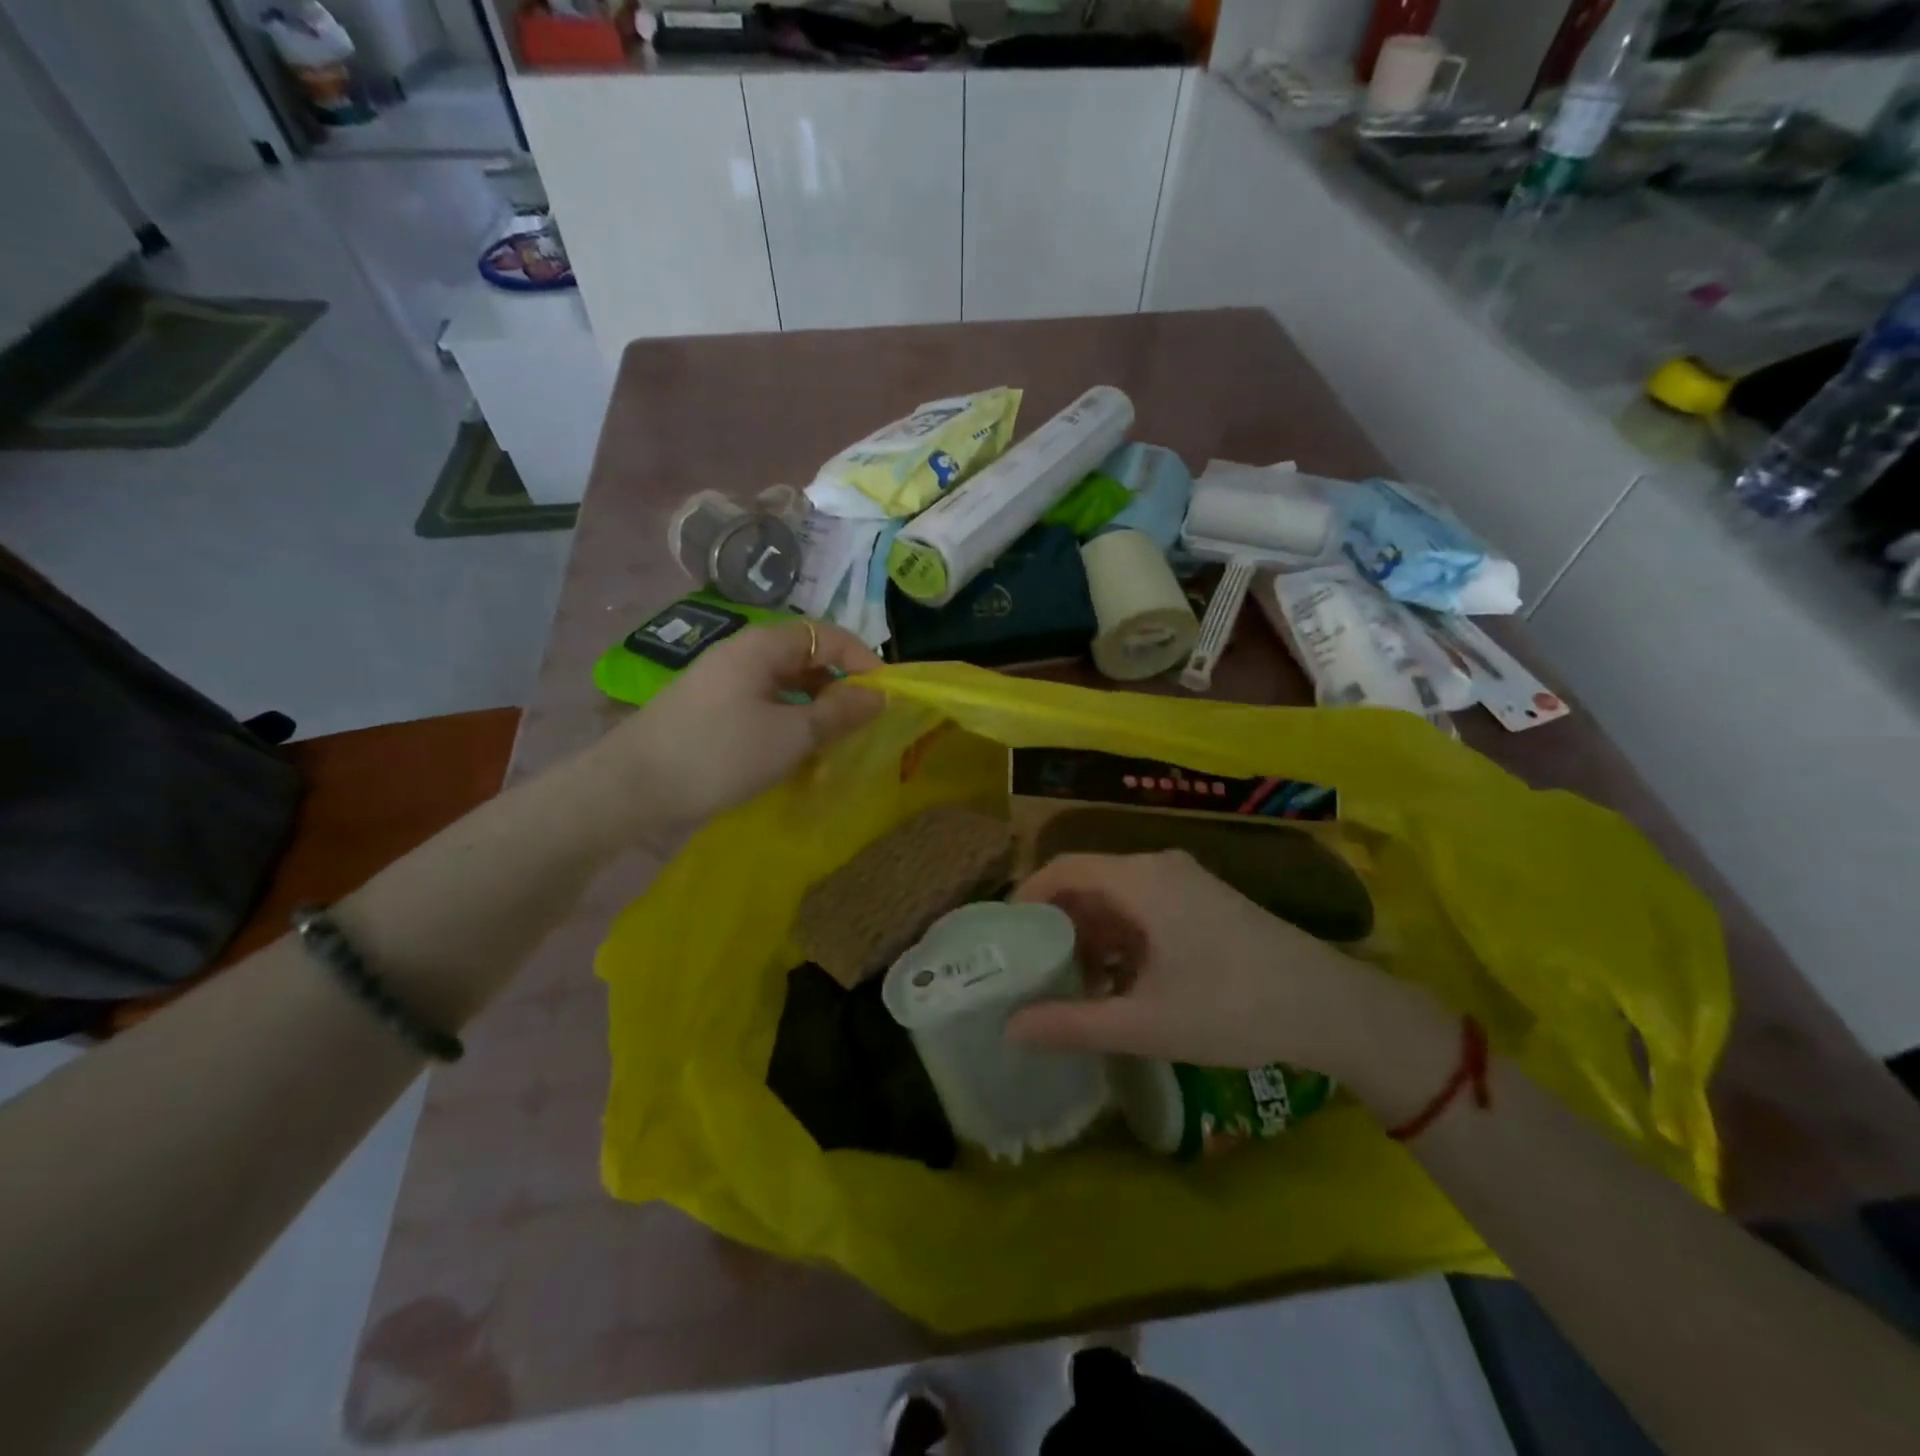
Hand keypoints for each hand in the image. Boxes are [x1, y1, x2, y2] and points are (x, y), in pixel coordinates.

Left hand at [596, 621, 883, 831]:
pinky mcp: (710, 710)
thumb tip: (879, 695)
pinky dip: (787, 723)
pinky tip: (792, 755)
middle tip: (860, 725)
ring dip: (814, 709)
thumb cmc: (719, 754)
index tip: (885, 695)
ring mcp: (722, 682)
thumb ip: (838, 713)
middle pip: (805, 658)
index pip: (826, 635)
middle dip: (839, 687)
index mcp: (762, 646)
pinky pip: (763, 705)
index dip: (862, 659)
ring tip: (831, 745)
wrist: (630, 787)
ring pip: (785, 685)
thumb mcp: (790, 736)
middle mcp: (742, 655)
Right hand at [1006, 851, 1382, 1075]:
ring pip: (1118, 899)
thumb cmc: (1234, 1007)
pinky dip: (1123, 940)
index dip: (1026, 898)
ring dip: (1091, 937)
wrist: (1334, 1008)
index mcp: (1141, 879)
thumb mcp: (1146, 1023)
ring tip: (1074, 987)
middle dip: (1057, 925)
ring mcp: (1187, 884)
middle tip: (1032, 970)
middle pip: (1089, 882)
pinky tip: (1121, 985)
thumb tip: (1010, 1028)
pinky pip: (1145, 909)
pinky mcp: (1206, 904)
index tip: (1004, 939)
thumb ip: (1072, 1025)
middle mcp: (1160, 868)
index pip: (1062, 868)